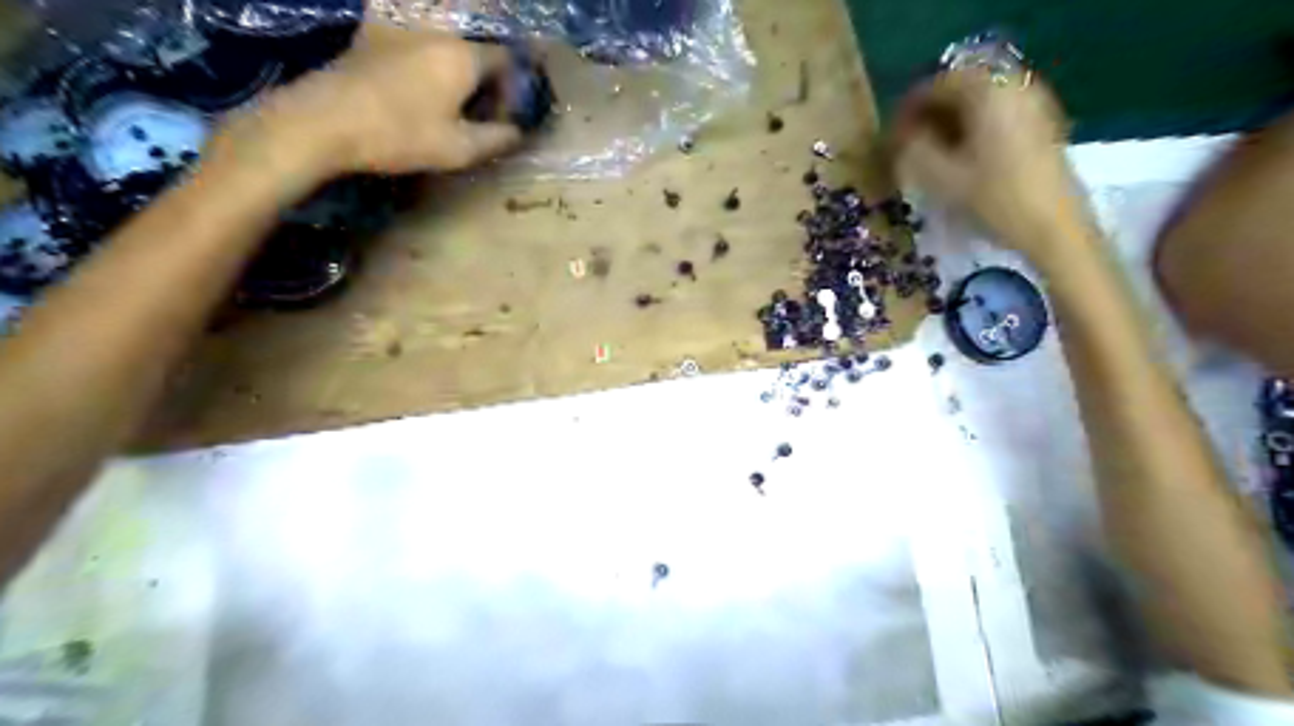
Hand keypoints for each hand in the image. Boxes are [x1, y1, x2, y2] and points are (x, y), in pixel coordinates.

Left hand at [225, 25, 520, 179]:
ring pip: (443, 24)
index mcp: (463, 56)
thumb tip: (519, 132)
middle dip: (487, 67)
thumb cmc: (401, 136)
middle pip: (476, 40)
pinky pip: (401, 15)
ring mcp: (401, 25)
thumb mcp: (459, 149)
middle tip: (485, 99)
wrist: (327, 121)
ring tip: (455, 78)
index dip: (513, 87)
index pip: (505, 59)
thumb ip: (497, 139)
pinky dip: (415, 24)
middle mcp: (437, 30)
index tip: (505, 116)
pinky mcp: (372, 30)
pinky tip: (415, 45)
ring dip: (456, 46)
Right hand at [892, 67, 1083, 259]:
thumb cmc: (995, 201)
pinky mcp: (1042, 126)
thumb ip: (914, 150)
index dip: (908, 108)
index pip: (938, 83)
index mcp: (988, 93)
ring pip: (980, 103)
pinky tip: (961, 159)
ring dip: (950, 122)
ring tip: (930, 154)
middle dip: (930, 114)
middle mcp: (1014, 87)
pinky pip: (997, 115)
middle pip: (961, 88)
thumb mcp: (942, 179)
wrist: (1055, 228)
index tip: (891, 135)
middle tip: (907, 144)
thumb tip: (901, 137)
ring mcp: (1033, 104)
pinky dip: (973, 129)